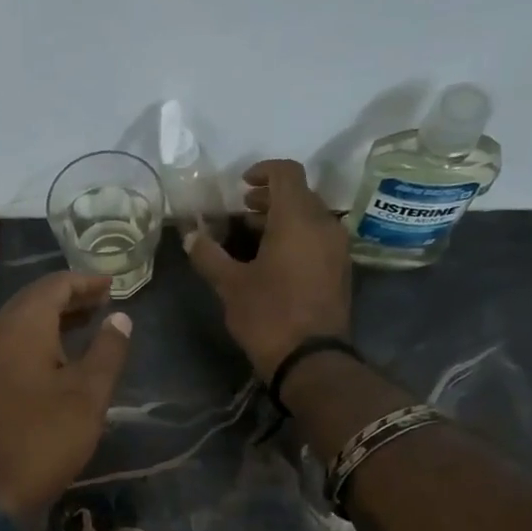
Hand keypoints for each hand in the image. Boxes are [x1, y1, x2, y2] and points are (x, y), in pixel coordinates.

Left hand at [0, 272, 132, 523]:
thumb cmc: (43, 439)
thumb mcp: (87, 396)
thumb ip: (107, 351)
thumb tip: (120, 317)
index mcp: (21, 327)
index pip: (54, 285)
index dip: (86, 282)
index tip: (113, 285)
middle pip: (33, 301)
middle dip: (69, 298)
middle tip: (102, 303)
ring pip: (18, 324)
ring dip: (51, 320)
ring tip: (85, 327)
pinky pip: (8, 346)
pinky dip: (35, 341)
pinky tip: (55, 359)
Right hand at [186, 159, 352, 380]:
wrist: (311, 360)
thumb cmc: (268, 315)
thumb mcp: (229, 285)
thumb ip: (209, 255)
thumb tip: (191, 236)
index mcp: (297, 219)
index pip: (286, 172)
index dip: (263, 170)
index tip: (241, 185)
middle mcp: (324, 224)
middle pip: (299, 194)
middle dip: (269, 198)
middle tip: (241, 212)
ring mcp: (337, 248)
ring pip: (310, 217)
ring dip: (282, 219)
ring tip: (252, 236)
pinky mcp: (340, 269)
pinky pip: (317, 238)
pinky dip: (295, 237)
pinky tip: (273, 260)